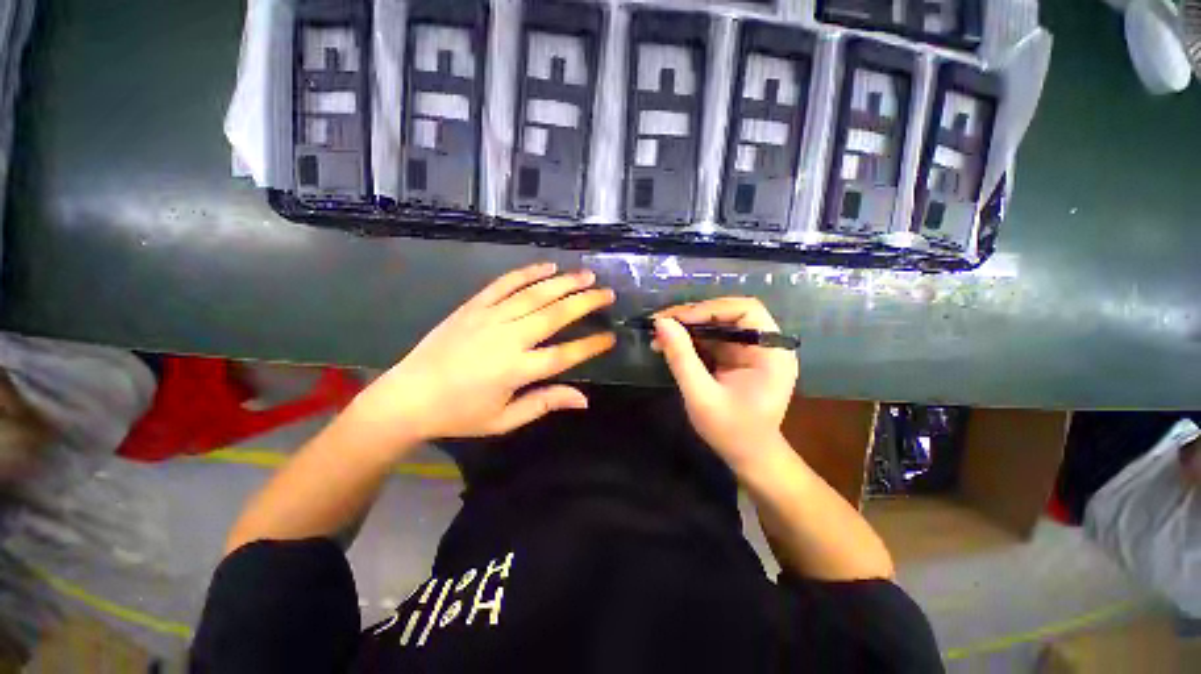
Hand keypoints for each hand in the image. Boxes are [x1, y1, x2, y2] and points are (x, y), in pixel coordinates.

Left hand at [346, 263, 615, 451]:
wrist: (408, 396)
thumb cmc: (459, 414)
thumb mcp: (505, 419)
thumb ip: (545, 403)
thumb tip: (583, 399)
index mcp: (517, 370)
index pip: (565, 354)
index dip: (591, 345)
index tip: (611, 336)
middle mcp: (508, 339)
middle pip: (555, 315)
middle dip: (585, 302)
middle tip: (607, 293)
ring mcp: (489, 318)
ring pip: (534, 295)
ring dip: (564, 283)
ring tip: (587, 275)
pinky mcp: (473, 307)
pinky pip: (504, 284)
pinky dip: (527, 273)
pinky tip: (547, 267)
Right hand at [652, 298, 797, 470]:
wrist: (749, 458)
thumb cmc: (731, 432)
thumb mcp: (701, 396)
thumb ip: (681, 358)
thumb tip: (661, 322)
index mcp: (771, 352)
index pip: (745, 310)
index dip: (710, 309)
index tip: (677, 319)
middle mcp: (765, 345)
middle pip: (729, 314)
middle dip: (693, 316)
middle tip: (661, 323)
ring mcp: (751, 351)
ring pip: (717, 325)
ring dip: (687, 327)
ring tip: (659, 336)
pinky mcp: (737, 358)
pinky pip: (712, 339)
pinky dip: (689, 340)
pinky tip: (668, 346)